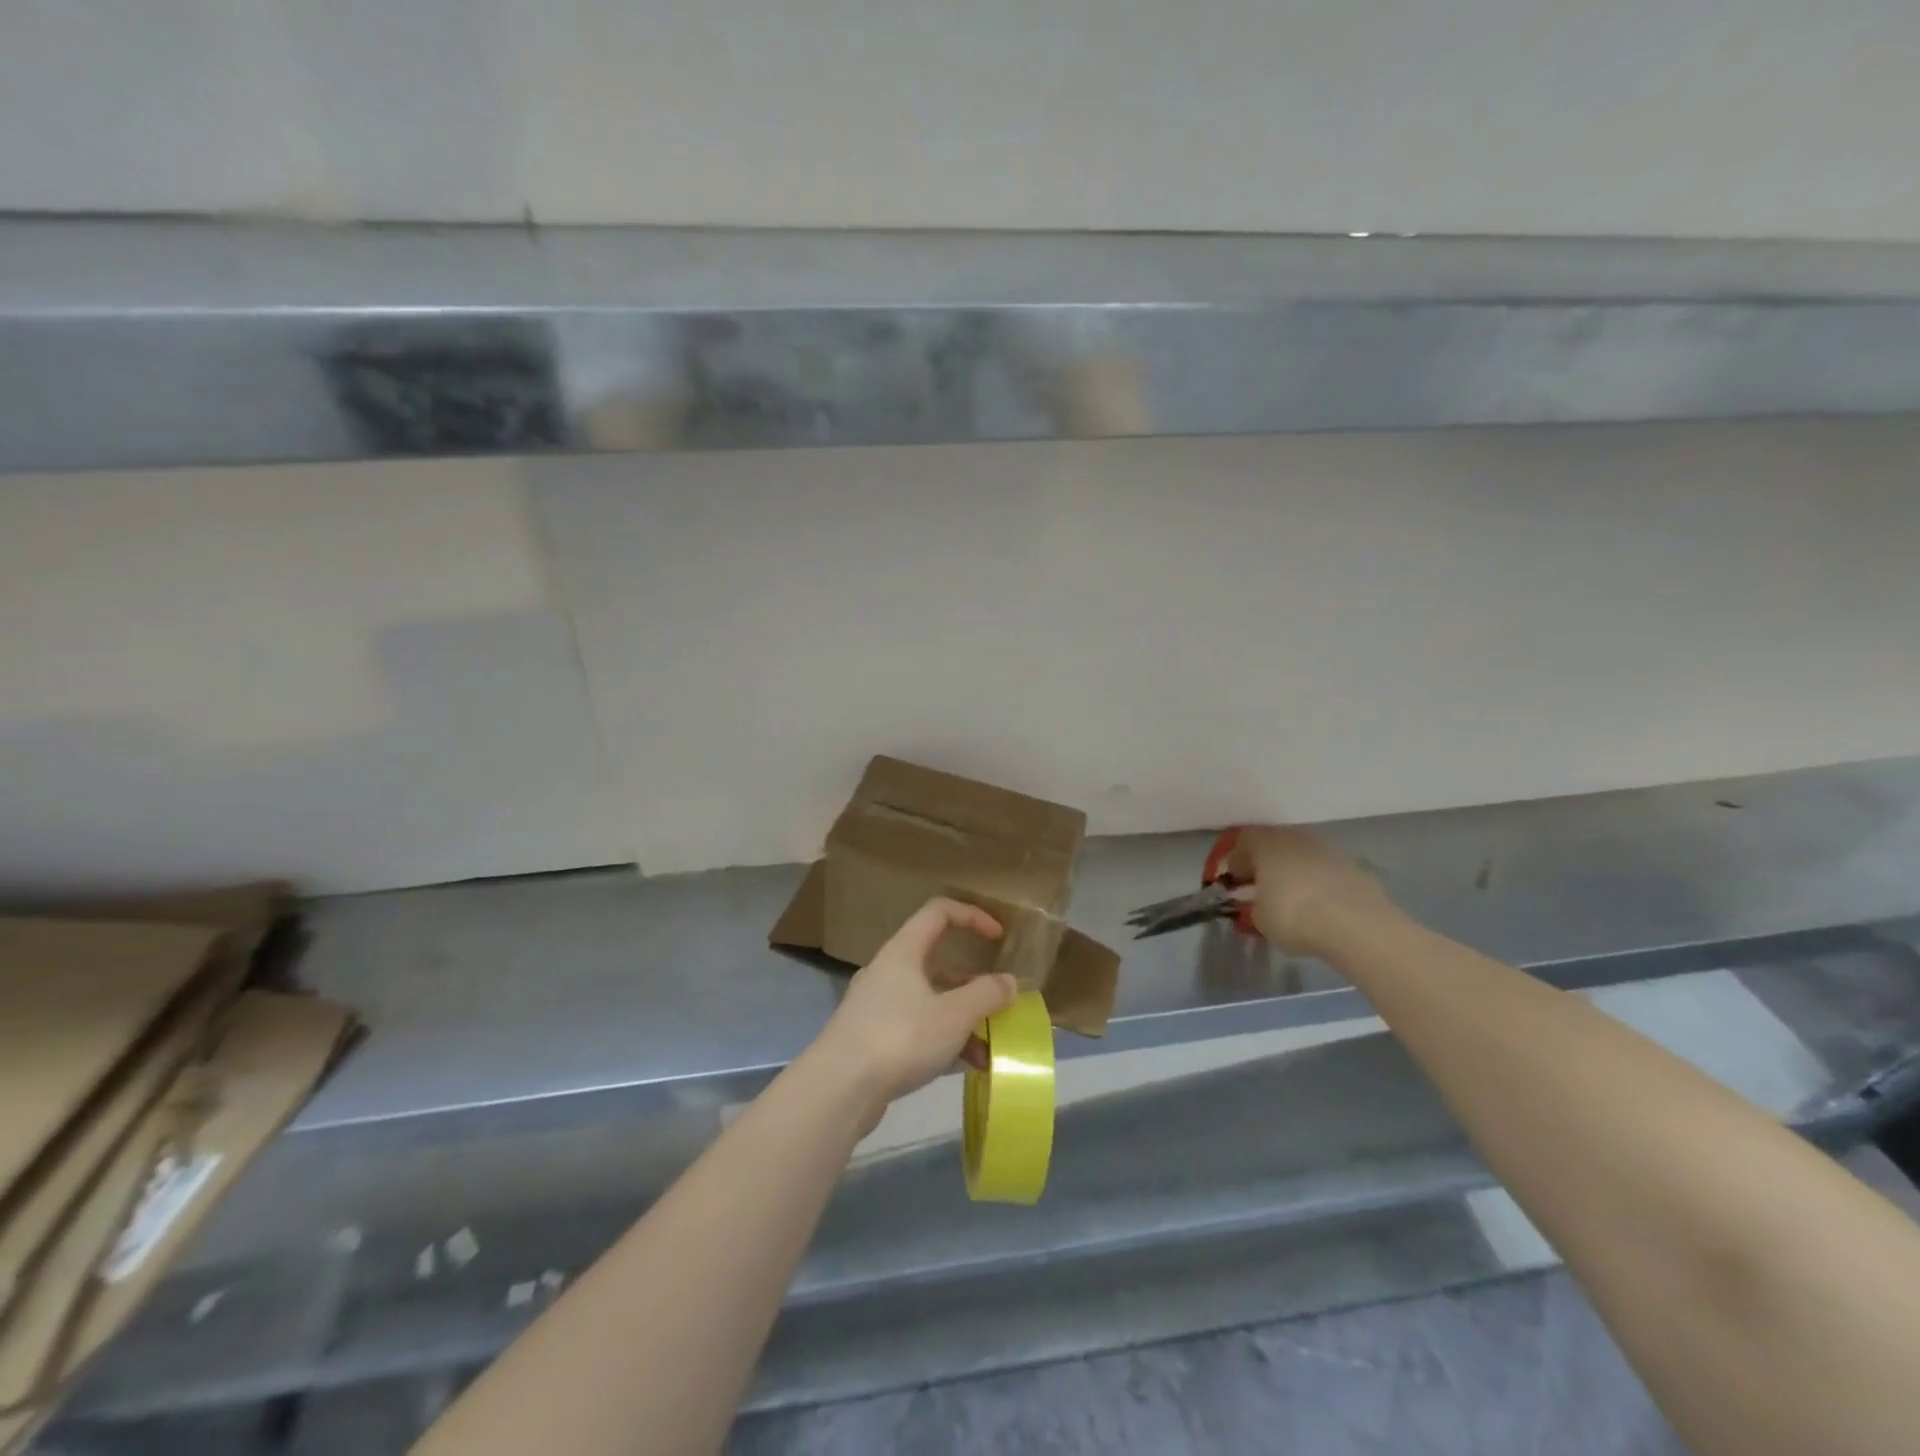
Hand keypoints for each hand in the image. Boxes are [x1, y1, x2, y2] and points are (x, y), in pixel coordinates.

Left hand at [811, 898, 1018, 1115]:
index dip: (972, 916)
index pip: (939, 912)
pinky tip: (963, 1067)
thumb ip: (986, 995)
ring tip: (987, 1049)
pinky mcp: (872, 1037)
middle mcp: (888, 970)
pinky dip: (941, 1039)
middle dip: (972, 983)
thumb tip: (1009, 981)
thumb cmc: (900, 1037)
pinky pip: (916, 1026)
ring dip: (961, 1018)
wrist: (838, 1088)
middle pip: (937, 961)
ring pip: (929, 999)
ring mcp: (877, 1004)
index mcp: (904, 950)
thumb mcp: (954, 1015)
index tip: (999, 937)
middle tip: (997, 1003)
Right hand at [1227, 826, 1394, 956]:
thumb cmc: (1295, 916)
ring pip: (1304, 855)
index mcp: (1267, 844)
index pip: (1244, 840)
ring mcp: (1329, 850)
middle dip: (1268, 864)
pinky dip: (1321, 883)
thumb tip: (1259, 905)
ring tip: (1295, 900)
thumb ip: (1254, 906)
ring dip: (1296, 872)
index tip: (1236, 882)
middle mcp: (1297, 838)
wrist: (1357, 925)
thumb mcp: (1259, 919)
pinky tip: (1322, 907)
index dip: (1237, 860)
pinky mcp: (1356, 867)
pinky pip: (1328, 871)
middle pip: (1276, 844)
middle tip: (1263, 888)